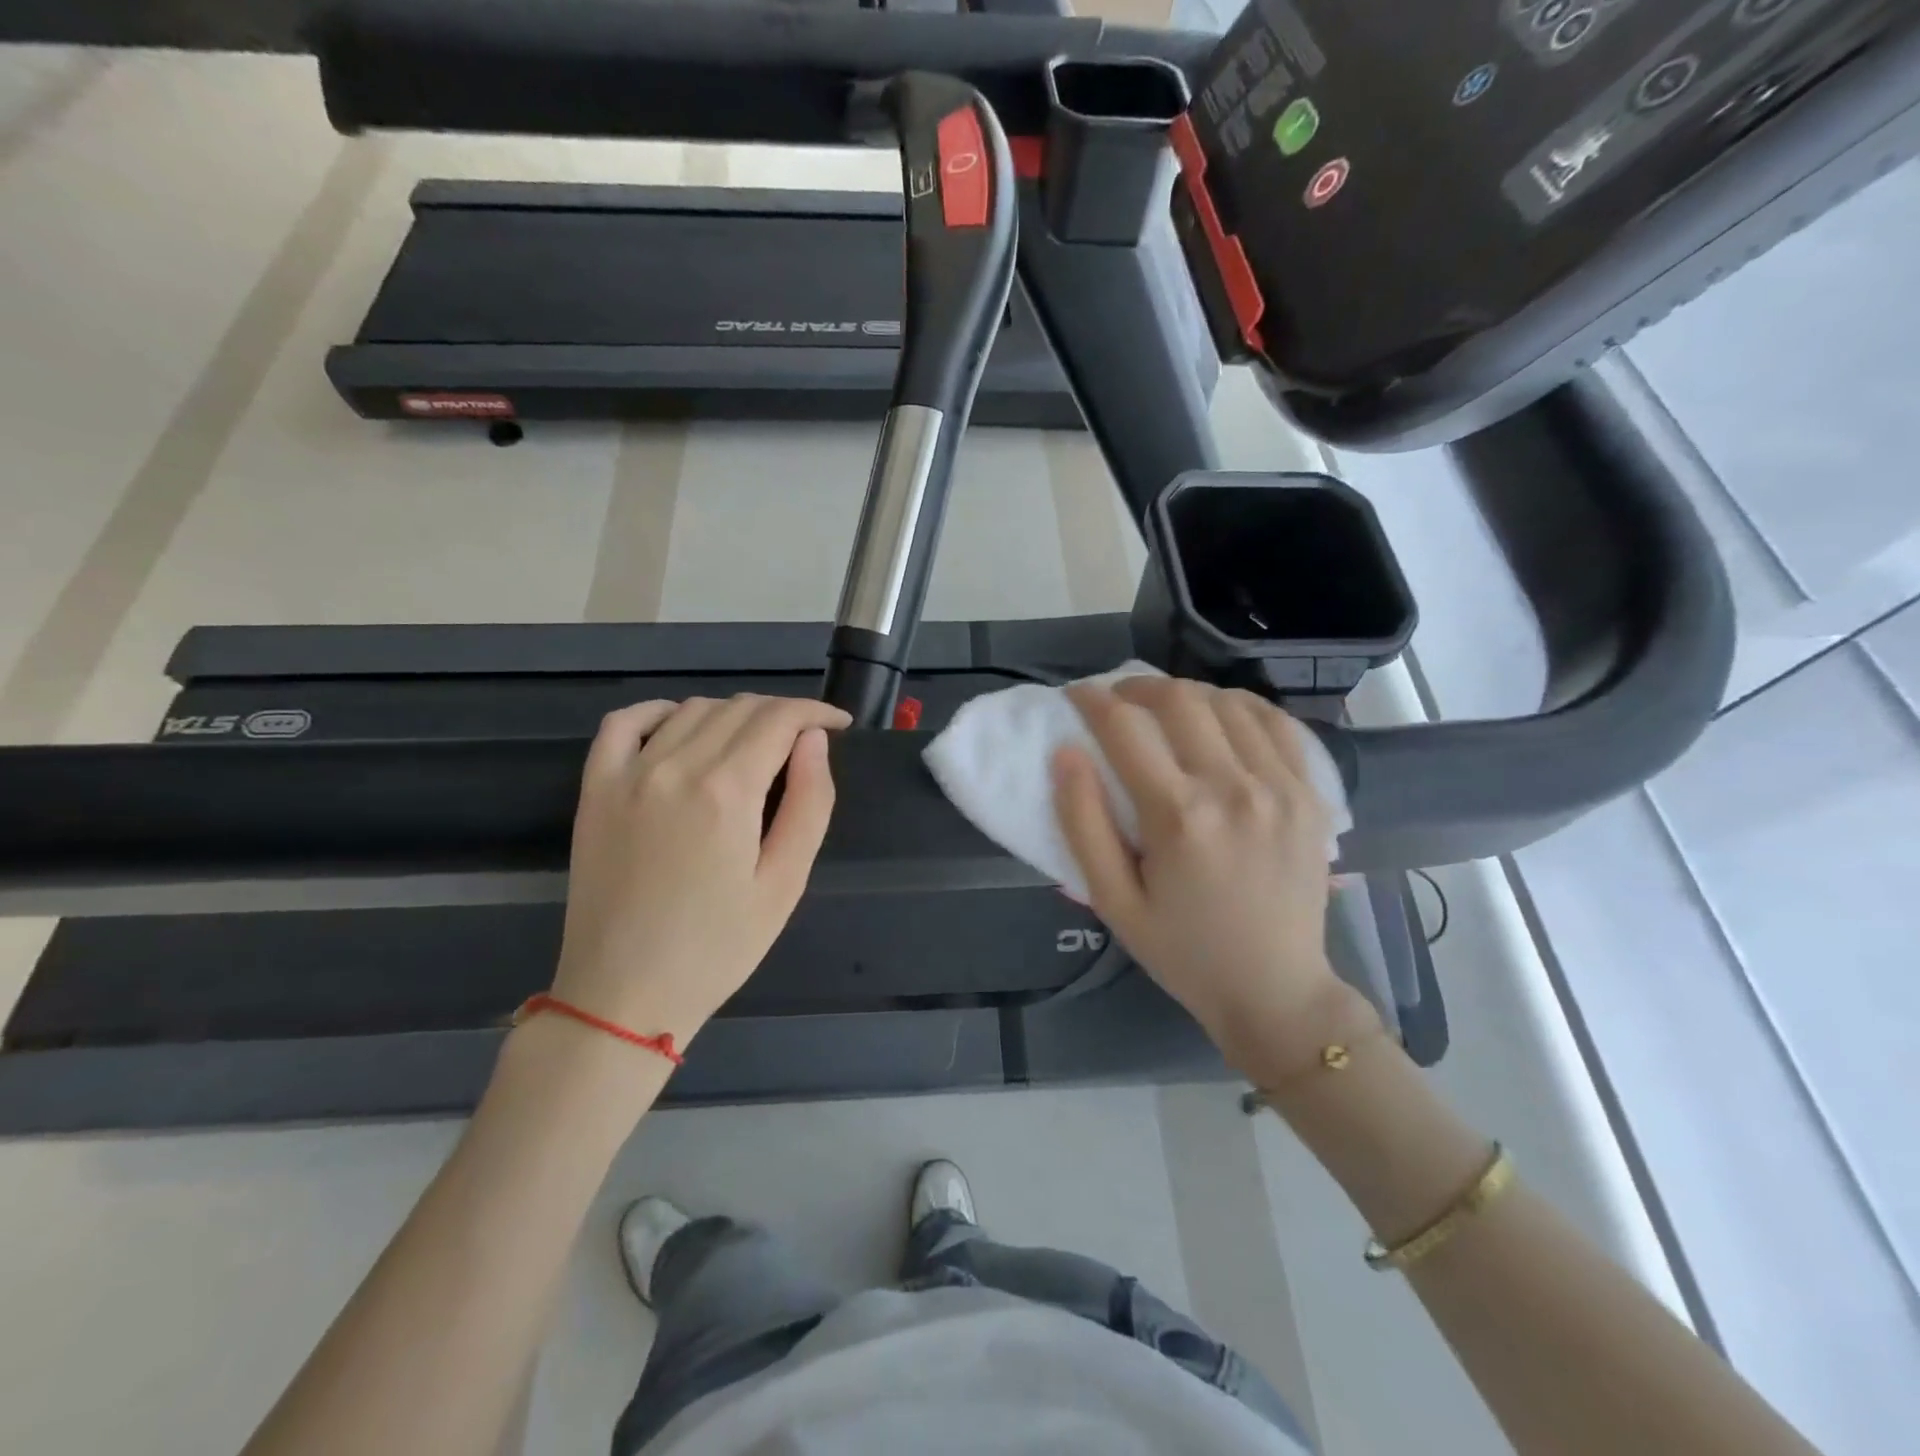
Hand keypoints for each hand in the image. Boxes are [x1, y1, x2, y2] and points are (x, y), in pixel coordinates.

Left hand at [551, 694, 850, 1049]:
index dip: (816, 712)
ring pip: (691, 709)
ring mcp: (627, 775)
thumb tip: (814, 740)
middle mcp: (675, 767)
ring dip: (733, 713)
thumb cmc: (717, 948)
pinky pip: (623, 723)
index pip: (779, 719)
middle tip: (805, 742)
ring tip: (755, 744)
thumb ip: (810, 803)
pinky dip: (660, 711)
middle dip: (783, 713)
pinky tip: (681, 727)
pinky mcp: (595, 790)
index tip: (838, 725)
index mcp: (727, 791)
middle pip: (739, 708)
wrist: (623, 995)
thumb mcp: (785, 884)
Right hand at [1052, 677, 1374, 1076]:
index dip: (1092, 700)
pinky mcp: (1311, 794)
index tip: (1076, 695)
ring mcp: (1281, 786)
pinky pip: (1276, 722)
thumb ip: (1083, 823)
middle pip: (1179, 700)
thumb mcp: (1113, 901)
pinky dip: (1241, 706)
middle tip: (1116, 699)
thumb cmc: (1182, 950)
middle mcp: (1234, 788)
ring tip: (1163, 708)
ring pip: (1228, 702)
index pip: (1125, 728)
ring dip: (1186, 694)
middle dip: (1137, 687)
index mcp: (1179, 816)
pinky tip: (1221, 716)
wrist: (1276, 990)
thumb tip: (1066, 754)